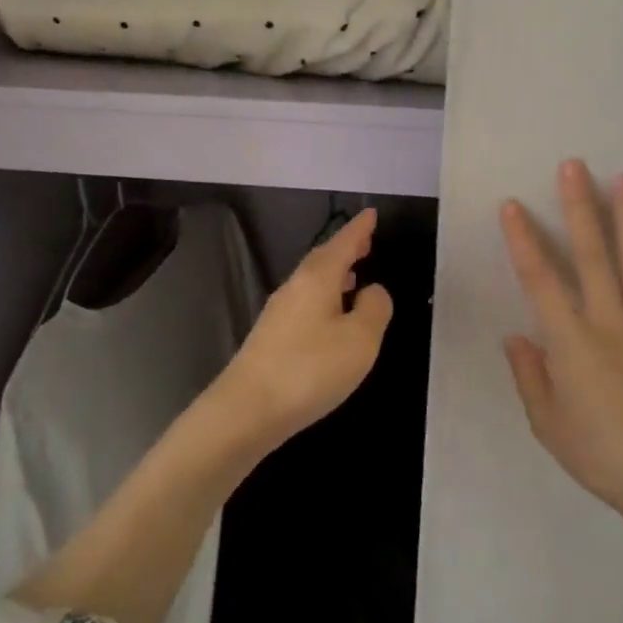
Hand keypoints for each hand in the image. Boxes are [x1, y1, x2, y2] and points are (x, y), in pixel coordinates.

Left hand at [217, 208, 394, 450]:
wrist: (247, 408)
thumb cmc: (310, 369)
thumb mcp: (360, 340)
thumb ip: (374, 310)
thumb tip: (374, 290)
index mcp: (317, 278)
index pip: (343, 243)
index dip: (359, 229)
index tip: (371, 213)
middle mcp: (295, 286)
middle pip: (323, 258)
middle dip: (345, 248)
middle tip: (366, 242)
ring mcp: (279, 311)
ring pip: (312, 280)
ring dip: (335, 274)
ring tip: (355, 276)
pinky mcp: (271, 336)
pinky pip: (305, 301)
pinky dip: (324, 296)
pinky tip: (331, 315)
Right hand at [501, 160, 622, 549]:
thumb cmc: (599, 453)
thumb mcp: (547, 422)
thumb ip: (530, 375)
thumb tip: (517, 337)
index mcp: (571, 340)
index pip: (540, 278)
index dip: (523, 239)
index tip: (512, 205)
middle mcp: (609, 321)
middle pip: (593, 255)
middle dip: (581, 207)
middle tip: (575, 167)